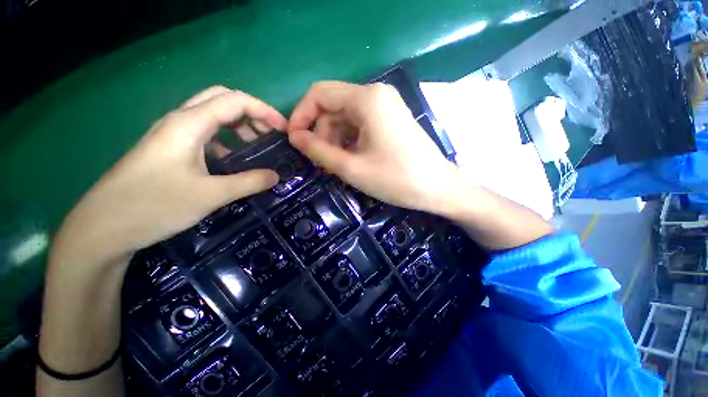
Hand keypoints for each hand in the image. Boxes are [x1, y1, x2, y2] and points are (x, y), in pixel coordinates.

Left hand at [52, 86, 286, 264]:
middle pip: (222, 100)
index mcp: (189, 124)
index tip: (284, 130)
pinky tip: (232, 160)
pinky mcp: (169, 149)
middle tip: (269, 134)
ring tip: (255, 146)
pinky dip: (225, 140)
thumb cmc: (154, 206)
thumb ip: (248, 182)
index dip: (264, 111)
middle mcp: (180, 121)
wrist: (103, 227)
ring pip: (212, 116)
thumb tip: (276, 176)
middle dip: (251, 113)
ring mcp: (172, 135)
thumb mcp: (210, 195)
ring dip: (238, 125)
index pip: (235, 101)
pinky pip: (204, 134)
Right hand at [287, 81, 459, 212]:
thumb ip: (318, 150)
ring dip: (335, 138)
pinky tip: (351, 158)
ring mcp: (386, 106)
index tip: (295, 141)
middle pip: (333, 105)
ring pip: (346, 116)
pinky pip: (360, 123)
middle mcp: (376, 94)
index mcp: (366, 99)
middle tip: (320, 161)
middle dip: (321, 132)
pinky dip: (349, 139)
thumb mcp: (351, 168)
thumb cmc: (395, 179)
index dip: (301, 115)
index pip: (319, 93)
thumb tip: (295, 137)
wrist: (438, 188)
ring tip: (336, 163)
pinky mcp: (391, 119)